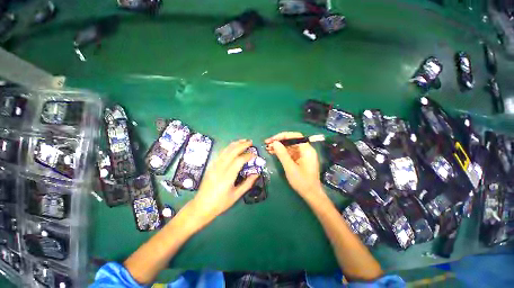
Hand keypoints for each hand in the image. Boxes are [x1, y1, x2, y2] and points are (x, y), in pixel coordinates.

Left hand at [189, 139, 257, 224]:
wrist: (201, 206)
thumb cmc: (220, 203)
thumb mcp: (236, 195)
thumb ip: (248, 183)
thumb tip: (257, 173)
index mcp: (228, 176)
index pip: (240, 160)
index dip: (248, 155)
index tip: (255, 155)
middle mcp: (220, 167)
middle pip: (232, 151)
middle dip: (242, 145)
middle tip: (251, 142)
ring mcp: (214, 165)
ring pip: (225, 150)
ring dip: (235, 144)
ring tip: (243, 141)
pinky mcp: (211, 165)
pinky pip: (221, 153)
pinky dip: (228, 148)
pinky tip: (233, 147)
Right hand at [265, 132, 322, 198]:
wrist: (311, 194)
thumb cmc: (302, 182)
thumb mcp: (290, 168)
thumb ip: (282, 154)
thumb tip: (275, 143)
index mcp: (307, 150)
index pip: (295, 136)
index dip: (283, 136)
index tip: (272, 139)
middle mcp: (306, 150)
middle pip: (291, 141)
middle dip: (279, 141)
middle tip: (267, 143)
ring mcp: (302, 155)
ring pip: (289, 146)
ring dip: (279, 147)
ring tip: (267, 148)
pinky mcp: (299, 159)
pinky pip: (290, 152)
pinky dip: (281, 152)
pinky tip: (273, 152)